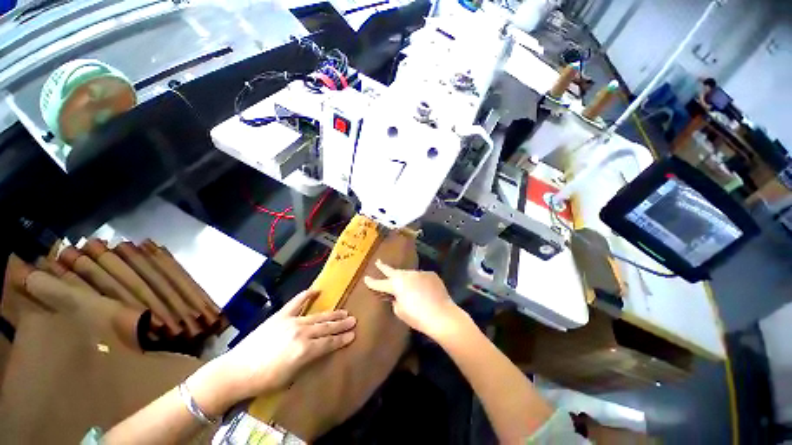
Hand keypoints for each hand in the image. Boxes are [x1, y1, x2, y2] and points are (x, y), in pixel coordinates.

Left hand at [188, 290, 355, 415]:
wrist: (235, 371)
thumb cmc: (264, 381)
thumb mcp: (291, 377)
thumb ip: (309, 360)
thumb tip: (322, 350)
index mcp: (304, 350)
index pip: (329, 343)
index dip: (342, 339)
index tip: (353, 335)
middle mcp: (301, 333)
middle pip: (326, 327)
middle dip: (341, 324)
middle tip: (354, 320)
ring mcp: (291, 321)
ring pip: (317, 316)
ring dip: (332, 314)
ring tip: (344, 312)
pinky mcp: (280, 316)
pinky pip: (296, 302)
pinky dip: (306, 295)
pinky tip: (316, 290)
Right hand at [364, 260, 463, 338]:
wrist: (442, 315)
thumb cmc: (418, 316)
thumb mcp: (400, 312)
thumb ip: (395, 301)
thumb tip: (397, 296)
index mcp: (396, 285)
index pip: (380, 283)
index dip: (372, 282)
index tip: (366, 278)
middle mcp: (406, 275)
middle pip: (393, 271)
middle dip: (384, 267)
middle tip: (378, 262)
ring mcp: (419, 273)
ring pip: (408, 274)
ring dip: (405, 278)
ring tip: (406, 284)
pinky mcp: (431, 274)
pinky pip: (421, 277)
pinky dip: (419, 282)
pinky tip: (423, 290)